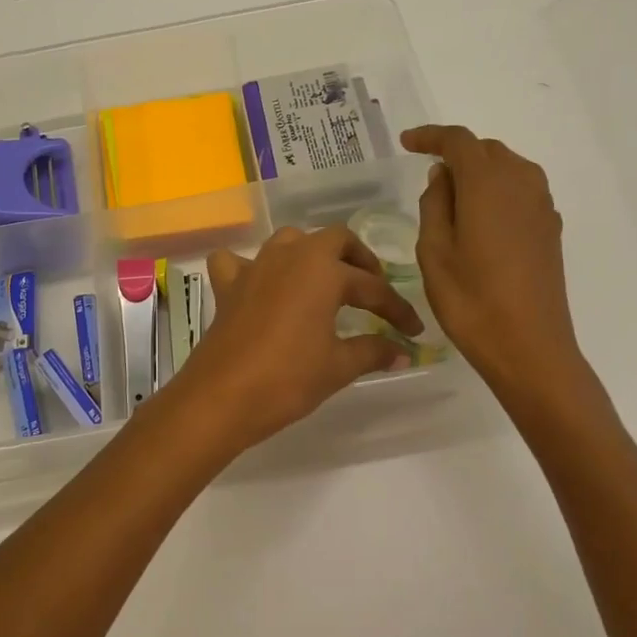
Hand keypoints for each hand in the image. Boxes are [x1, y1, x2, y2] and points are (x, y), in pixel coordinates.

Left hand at [173, 225, 422, 453]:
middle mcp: (291, 256)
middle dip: (359, 261)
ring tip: (326, 283)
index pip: (372, 287)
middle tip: (372, 291)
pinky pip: (238, 261)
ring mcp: (255, 266)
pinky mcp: (228, 285)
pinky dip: (250, 267)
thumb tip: (403, 352)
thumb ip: (373, 351)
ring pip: (289, 241)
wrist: (223, 396)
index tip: (413, 331)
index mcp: (324, 270)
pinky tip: (260, 285)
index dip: (396, 309)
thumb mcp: (338, 366)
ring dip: (312, 255)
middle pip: (334, 240)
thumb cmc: (288, 378)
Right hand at [402, 126, 586, 393]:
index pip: (458, 141)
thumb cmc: (471, 300)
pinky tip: (482, 220)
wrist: (530, 347)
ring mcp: (541, 206)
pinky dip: (498, 191)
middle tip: (428, 175)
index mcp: (487, 184)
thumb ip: (435, 204)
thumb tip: (443, 176)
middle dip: (457, 153)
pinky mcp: (550, 229)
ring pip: (508, 168)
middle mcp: (521, 183)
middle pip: (487, 150)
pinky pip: (522, 191)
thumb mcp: (434, 251)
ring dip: (480, 171)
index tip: (407, 142)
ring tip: (454, 197)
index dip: (431, 136)